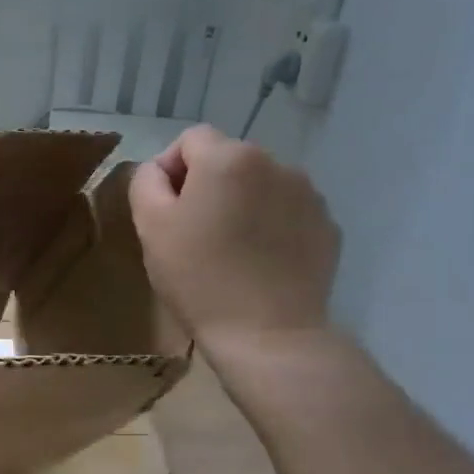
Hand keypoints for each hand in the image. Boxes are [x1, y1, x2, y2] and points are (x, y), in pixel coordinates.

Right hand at [128, 126, 340, 353]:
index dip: (170, 169)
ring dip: (240, 204)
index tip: (164, 210)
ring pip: (259, 185)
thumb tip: (159, 171)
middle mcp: (275, 163)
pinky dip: (270, 226)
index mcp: (228, 159)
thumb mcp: (150, 226)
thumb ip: (146, 182)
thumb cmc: (198, 277)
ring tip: (229, 250)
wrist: (267, 333)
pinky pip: (287, 213)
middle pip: (228, 160)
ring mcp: (309, 195)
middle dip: (207, 186)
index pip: (190, 139)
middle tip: (192, 233)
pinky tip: (258, 262)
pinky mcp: (327, 227)